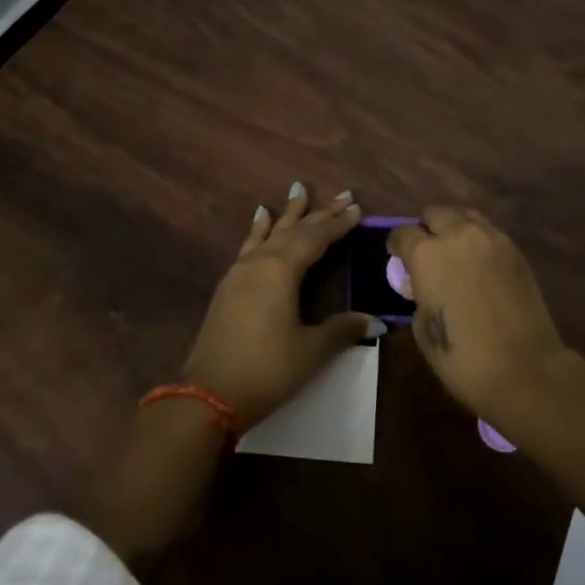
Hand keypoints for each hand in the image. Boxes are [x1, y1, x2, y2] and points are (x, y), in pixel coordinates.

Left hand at [182, 182, 376, 429]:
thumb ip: (342, 330)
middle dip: (320, 213)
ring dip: (288, 214)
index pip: (316, 238)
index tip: (357, 208)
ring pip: (270, 233)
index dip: (338, 223)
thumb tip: (376, 321)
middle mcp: (260, 262)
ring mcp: (240, 272)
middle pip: (295, 230)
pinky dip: (258, 229)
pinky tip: (259, 218)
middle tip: (343, 194)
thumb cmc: (266, 370)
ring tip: (298, 190)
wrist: (208, 395)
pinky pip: (249, 245)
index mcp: (282, 270)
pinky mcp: (228, 286)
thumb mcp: (310, 351)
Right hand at [388, 207, 569, 424]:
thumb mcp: (423, 330)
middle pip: (435, 213)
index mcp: (427, 255)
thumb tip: (425, 289)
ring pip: (465, 215)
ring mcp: (490, 239)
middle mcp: (457, 235)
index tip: (397, 257)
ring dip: (454, 227)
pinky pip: (489, 232)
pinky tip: (479, 264)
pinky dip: (478, 240)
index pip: (403, 233)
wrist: (526, 370)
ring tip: (455, 253)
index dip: (397, 245)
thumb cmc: (464, 359)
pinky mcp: (515, 250)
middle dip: (427, 228)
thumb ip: (419, 297)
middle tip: (427, 252)